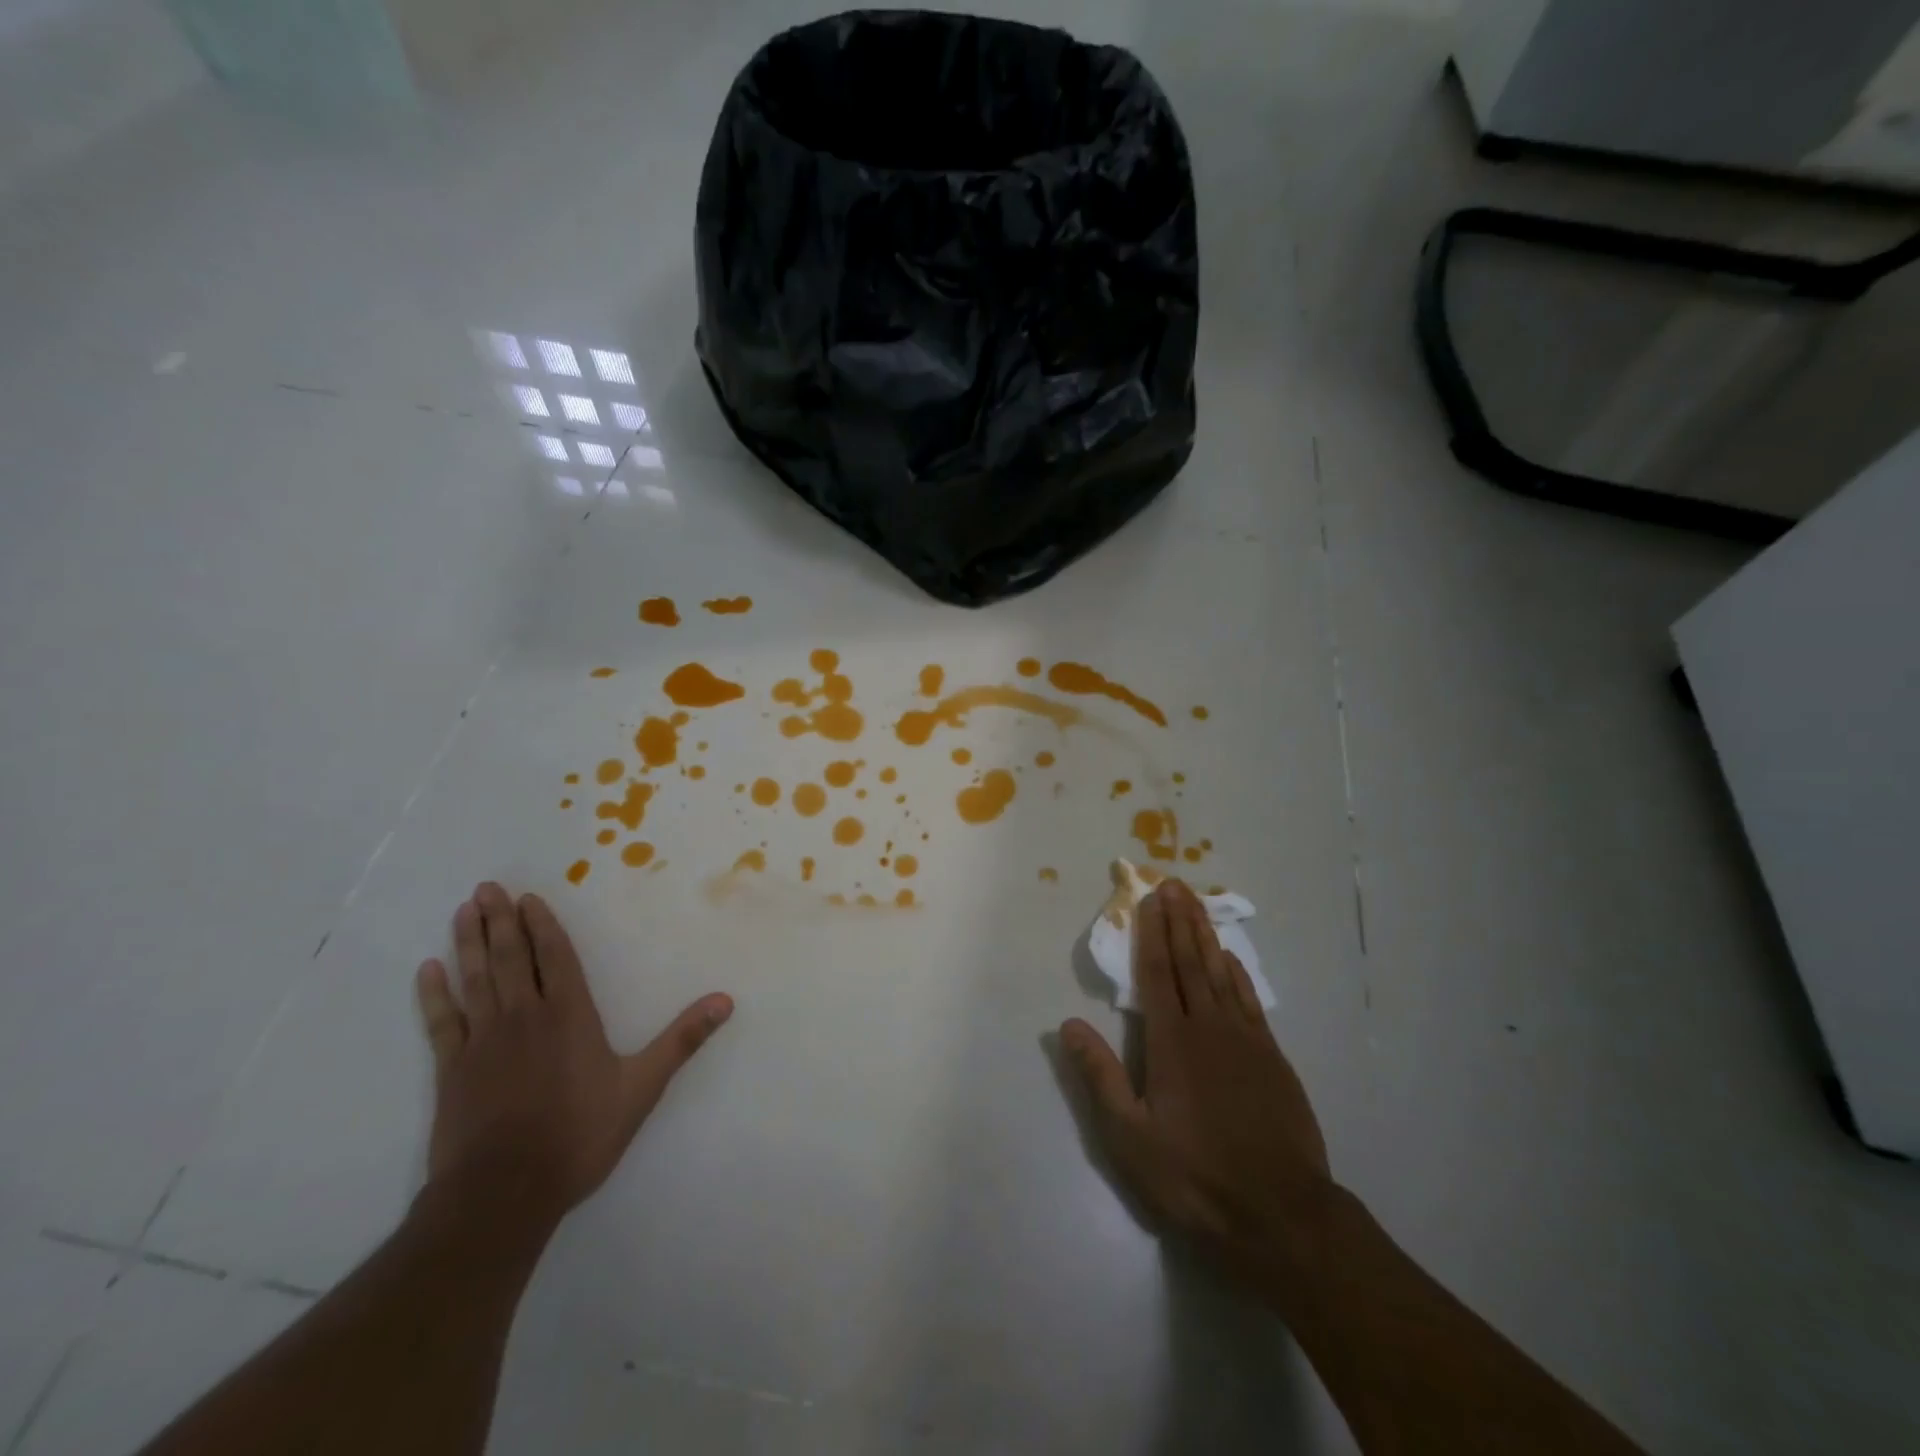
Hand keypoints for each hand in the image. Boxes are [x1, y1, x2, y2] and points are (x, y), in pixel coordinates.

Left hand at [415, 883, 732, 1237]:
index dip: (542, 926)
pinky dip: (434, 994)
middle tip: (486, 888)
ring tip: (463, 910)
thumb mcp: (642, 1086)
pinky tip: (428, 970)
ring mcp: (484, 1040)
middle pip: (512, 957)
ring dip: (469, 943)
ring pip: (477, 979)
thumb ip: (682, 1039)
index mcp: (569, 1015)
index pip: (555, 958)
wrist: (504, 1192)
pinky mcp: (452, 1069)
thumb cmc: (579, 1134)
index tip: (527, 898)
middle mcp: (525, 1016)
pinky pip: (442, 1021)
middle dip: (500, 920)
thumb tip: (725, 1000)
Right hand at [1061, 879, 1332, 1286]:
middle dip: (1180, 920)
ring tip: (1198, 905)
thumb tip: (1068, 1024)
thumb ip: (1099, 1076)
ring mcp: (1246, 1041)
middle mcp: (1209, 1028)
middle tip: (1175, 883)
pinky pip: (1251, 1002)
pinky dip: (1240, 975)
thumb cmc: (1195, 1177)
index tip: (1151, 897)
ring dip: (1208, 937)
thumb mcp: (1130, 1137)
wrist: (1281, 1216)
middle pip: (1191, 962)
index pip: (1157, 972)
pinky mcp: (1273, 1060)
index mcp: (1171, 1042)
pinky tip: (1233, 960)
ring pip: (1222, 974)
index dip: (1152, 932)